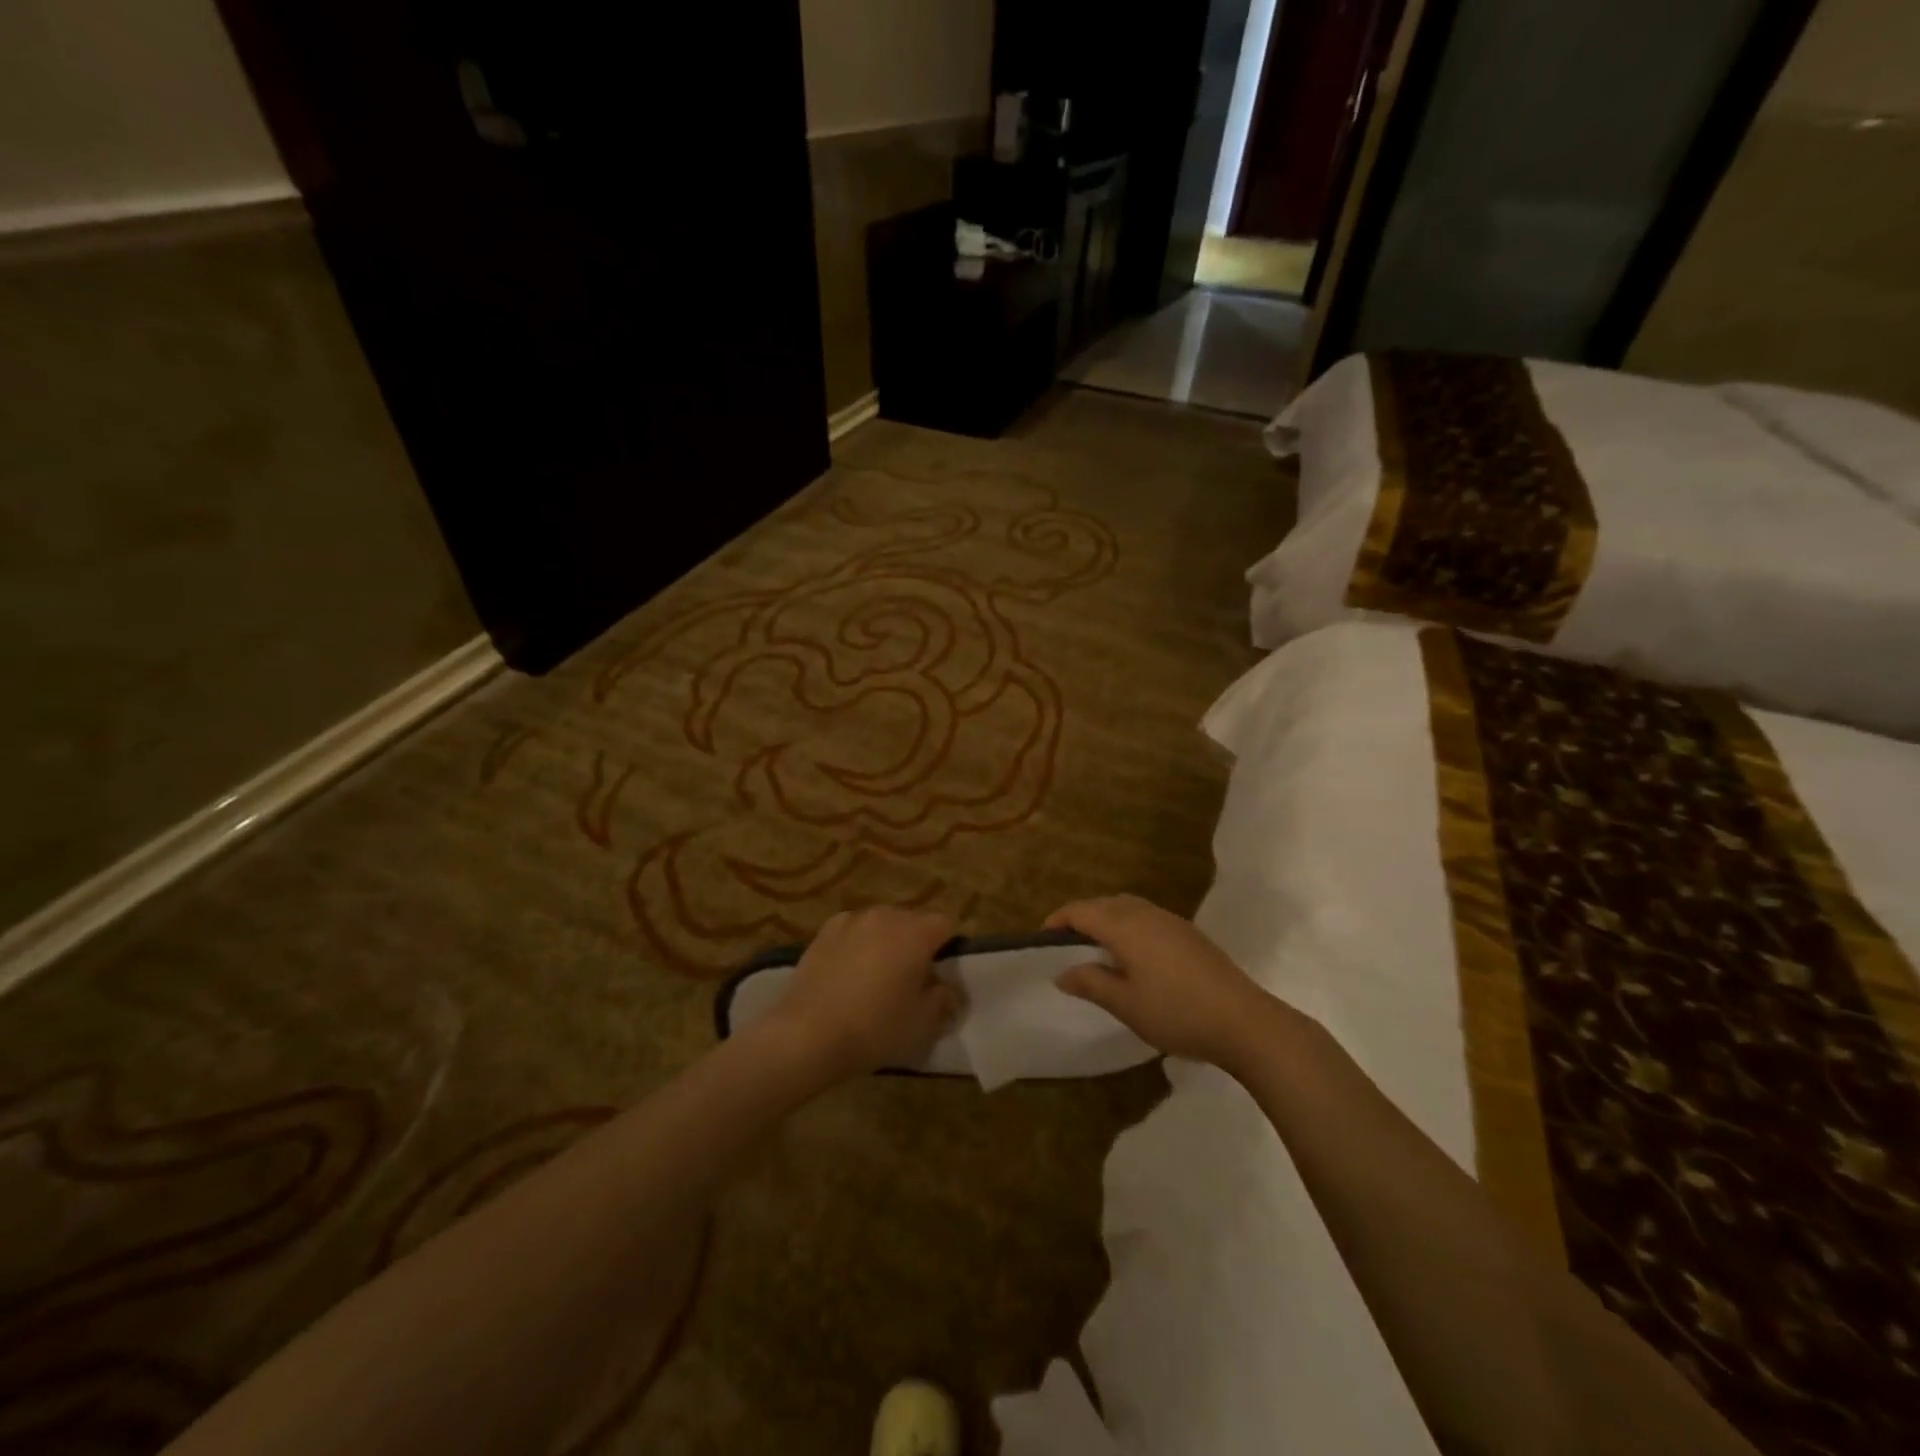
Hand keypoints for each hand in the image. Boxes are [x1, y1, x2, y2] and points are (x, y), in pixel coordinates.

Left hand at [766, 908, 962, 1081]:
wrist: (807, 1034)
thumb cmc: (874, 1029)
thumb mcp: (922, 1024)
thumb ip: (943, 1000)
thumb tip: (947, 989)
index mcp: (916, 934)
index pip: (946, 924)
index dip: (949, 946)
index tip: (941, 973)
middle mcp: (886, 916)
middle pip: (913, 920)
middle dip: (918, 942)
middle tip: (911, 977)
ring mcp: (852, 920)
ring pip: (882, 923)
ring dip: (887, 940)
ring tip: (877, 974)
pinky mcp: (825, 931)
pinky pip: (854, 929)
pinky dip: (859, 942)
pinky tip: (849, 970)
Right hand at [1047, 895, 1278, 1065]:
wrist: (1244, 1021)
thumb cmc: (1177, 1013)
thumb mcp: (1125, 1004)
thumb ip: (1091, 984)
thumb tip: (1062, 973)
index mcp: (1125, 926)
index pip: (1082, 911)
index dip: (1059, 920)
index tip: (1043, 939)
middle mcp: (1146, 914)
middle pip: (1105, 903)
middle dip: (1082, 917)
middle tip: (1067, 945)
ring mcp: (1172, 921)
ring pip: (1128, 907)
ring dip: (1107, 919)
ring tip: (1098, 948)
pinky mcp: (1190, 934)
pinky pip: (1147, 916)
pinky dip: (1129, 924)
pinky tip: (1135, 955)